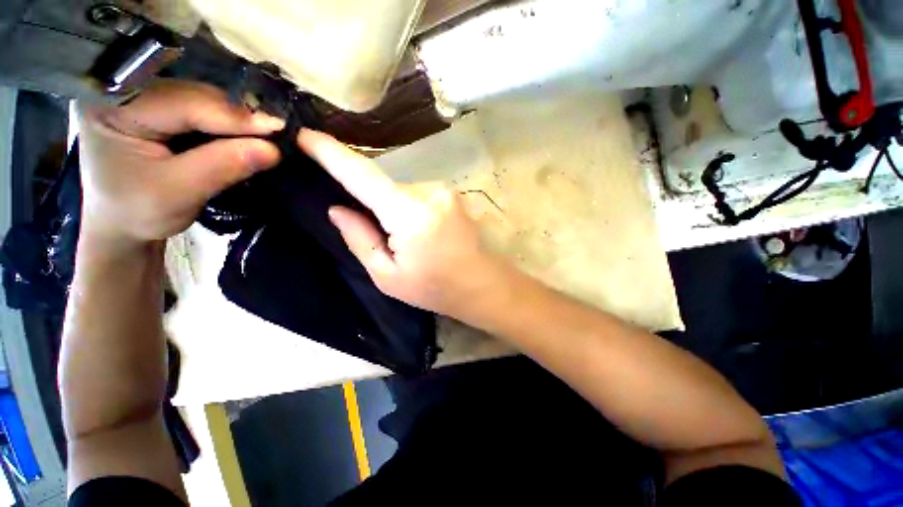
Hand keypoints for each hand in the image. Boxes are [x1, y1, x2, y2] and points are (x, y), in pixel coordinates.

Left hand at [77, 80, 284, 247]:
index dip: (233, 117)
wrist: (120, 222)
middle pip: (194, 95)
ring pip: (202, 98)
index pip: (184, 103)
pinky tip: (241, 135)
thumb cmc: (137, 212)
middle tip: (276, 136)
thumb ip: (222, 167)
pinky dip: (226, 123)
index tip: (279, 130)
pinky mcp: (157, 107)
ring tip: (262, 137)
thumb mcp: (178, 193)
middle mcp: (125, 91)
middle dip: (236, 117)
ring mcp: (141, 96)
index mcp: (113, 108)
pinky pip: (201, 107)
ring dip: (235, 120)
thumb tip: (271, 149)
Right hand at [298, 129, 509, 318]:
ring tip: (408, 241)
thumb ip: (360, 239)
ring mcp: (445, 190)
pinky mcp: (453, 193)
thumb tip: (338, 208)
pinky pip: (417, 194)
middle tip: (381, 237)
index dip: (331, 153)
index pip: (363, 174)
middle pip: (383, 186)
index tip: (304, 135)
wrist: (484, 285)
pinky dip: (408, 208)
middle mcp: (430, 192)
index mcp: (411, 215)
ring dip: (393, 209)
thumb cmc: (436, 289)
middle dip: (371, 204)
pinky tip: (422, 232)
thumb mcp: (388, 277)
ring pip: (401, 191)